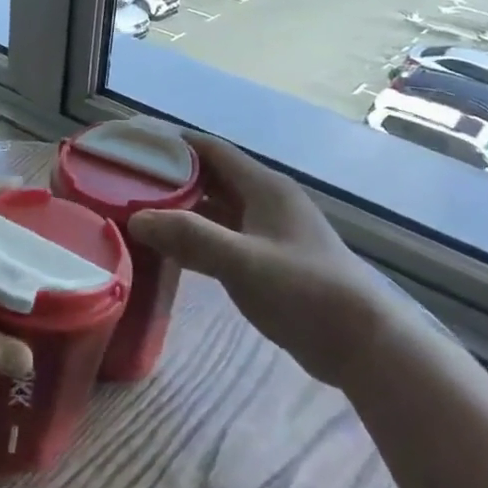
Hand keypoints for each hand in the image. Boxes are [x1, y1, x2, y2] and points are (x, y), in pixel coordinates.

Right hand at [127, 133, 410, 385]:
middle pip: (210, 178)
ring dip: (181, 210)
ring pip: (215, 210)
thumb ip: (190, 237)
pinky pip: (222, 238)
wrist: (362, 343)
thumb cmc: (305, 291)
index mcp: (264, 187)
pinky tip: (168, 250)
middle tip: (125, 183)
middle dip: (170, 178)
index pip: (211, 150)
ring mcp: (267, 233)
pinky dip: (195, 238)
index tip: (134, 145)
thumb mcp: (244, 262)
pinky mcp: (267, 261)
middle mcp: (264, 201)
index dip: (173, 144)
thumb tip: (136, 219)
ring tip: (137, 212)